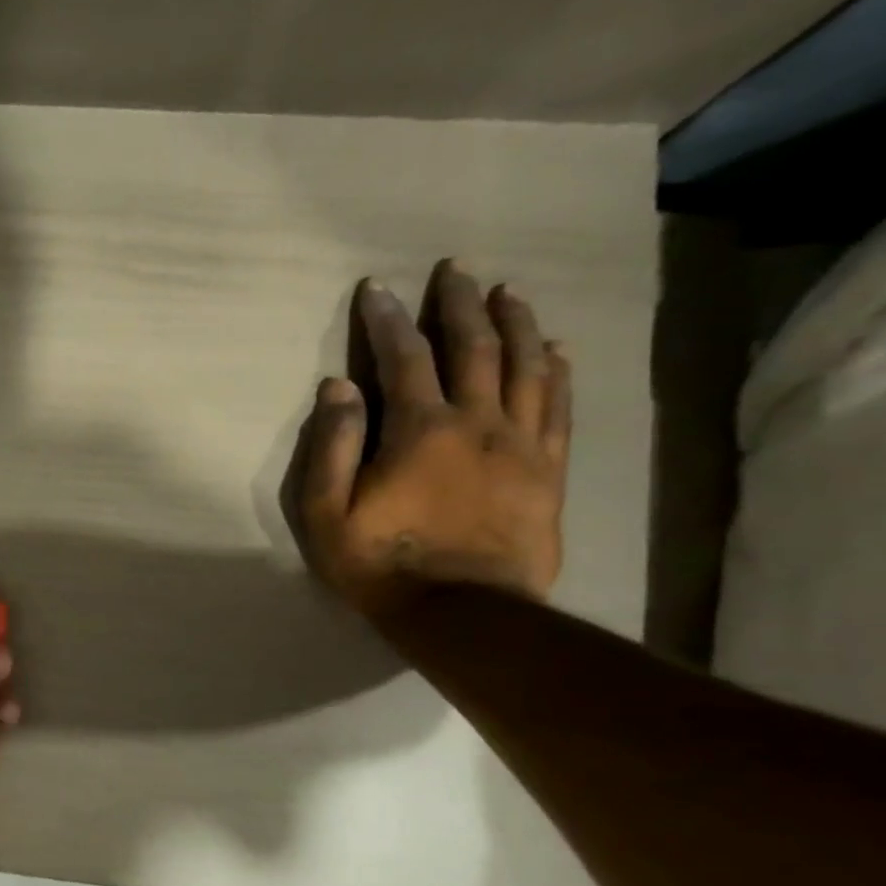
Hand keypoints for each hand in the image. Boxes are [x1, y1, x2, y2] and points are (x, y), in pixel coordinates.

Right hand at [284, 259, 571, 623]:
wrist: (464, 615)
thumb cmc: (381, 564)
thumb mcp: (327, 512)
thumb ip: (331, 446)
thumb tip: (337, 386)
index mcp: (420, 430)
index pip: (403, 358)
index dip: (387, 320)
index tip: (377, 287)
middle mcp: (477, 422)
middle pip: (474, 347)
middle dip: (460, 304)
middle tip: (455, 270)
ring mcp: (521, 444)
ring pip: (527, 367)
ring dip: (516, 324)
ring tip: (508, 293)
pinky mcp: (549, 471)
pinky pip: (559, 407)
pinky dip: (558, 371)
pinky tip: (557, 350)